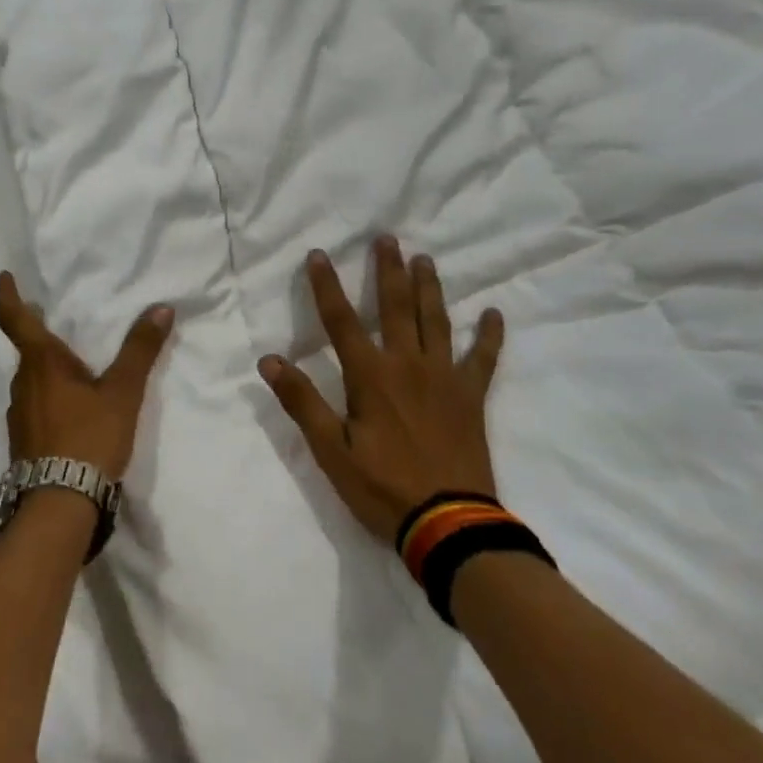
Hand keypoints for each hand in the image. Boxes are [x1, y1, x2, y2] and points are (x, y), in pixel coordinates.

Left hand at [0, 272, 174, 479]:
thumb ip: (140, 350)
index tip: (4, 278)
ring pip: (31, 382)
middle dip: (38, 336)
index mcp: (41, 364)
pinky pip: (34, 407)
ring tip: (72, 369)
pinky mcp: (23, 443)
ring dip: (46, 370)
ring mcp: (18, 416)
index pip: (16, 321)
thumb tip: (161, 308)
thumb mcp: (122, 392)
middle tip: (54, 323)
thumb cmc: (88, 437)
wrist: (59, 504)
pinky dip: (49, 397)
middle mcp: (22, 385)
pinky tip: (70, 410)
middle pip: (27, 352)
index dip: (8, 297)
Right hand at [258, 238, 503, 541]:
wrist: (449, 524)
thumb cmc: (382, 488)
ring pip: (437, 321)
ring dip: (429, 288)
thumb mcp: (331, 450)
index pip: (341, 321)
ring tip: (425, 259)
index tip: (319, 254)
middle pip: (396, 307)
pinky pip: (483, 359)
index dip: (327, 286)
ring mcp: (444, 378)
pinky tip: (493, 313)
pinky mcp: (471, 397)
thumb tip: (269, 360)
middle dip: (388, 270)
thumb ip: (302, 402)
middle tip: (387, 238)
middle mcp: (408, 365)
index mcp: (370, 376)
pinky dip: (489, 336)